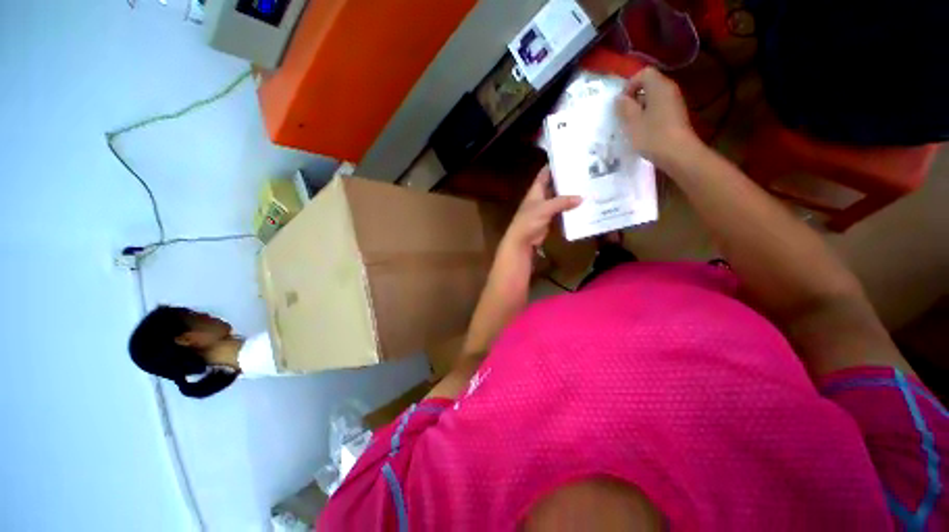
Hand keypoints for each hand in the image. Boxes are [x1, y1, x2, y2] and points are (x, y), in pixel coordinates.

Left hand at [501, 166, 581, 252]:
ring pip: (560, 198)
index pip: (545, 173)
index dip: (555, 165)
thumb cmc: (529, 221)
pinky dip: (570, 208)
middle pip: (555, 184)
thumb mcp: (545, 208)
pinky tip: (583, 205)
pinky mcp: (550, 218)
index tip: (570, 157)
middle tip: (586, 172)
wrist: (522, 240)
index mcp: (536, 190)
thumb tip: (581, 197)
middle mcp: (541, 196)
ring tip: (589, 186)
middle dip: (567, 179)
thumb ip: (562, 202)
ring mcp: (546, 208)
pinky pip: (562, 210)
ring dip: (570, 194)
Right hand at [616, 67, 698, 167]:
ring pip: (653, 98)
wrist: (679, 154)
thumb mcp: (632, 122)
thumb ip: (624, 107)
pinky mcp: (676, 115)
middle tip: (623, 116)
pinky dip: (648, 116)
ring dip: (640, 109)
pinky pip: (659, 108)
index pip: (644, 73)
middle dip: (634, 98)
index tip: (621, 103)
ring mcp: (674, 103)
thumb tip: (620, 98)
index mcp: (659, 87)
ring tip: (631, 126)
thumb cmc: (653, 136)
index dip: (630, 85)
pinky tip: (643, 131)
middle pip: (649, 85)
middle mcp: (669, 90)